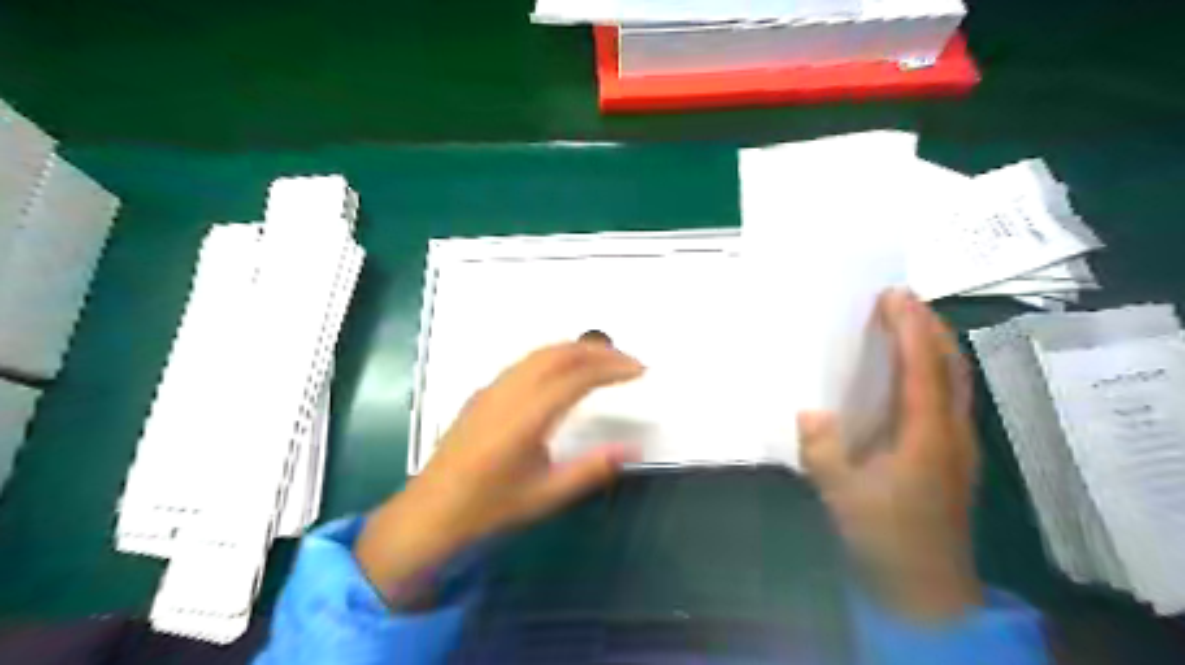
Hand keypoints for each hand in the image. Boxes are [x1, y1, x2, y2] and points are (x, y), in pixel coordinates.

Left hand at [357, 344, 643, 608]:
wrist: (429, 514)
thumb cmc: (488, 509)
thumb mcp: (546, 495)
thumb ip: (591, 469)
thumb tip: (633, 449)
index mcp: (526, 417)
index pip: (577, 377)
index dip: (612, 368)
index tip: (640, 370)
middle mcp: (509, 392)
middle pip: (559, 353)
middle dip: (598, 350)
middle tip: (628, 361)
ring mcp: (492, 389)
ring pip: (540, 353)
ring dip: (576, 349)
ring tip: (604, 361)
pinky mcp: (483, 393)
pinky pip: (525, 362)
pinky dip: (554, 357)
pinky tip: (564, 373)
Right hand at [801, 292, 987, 622]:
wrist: (926, 588)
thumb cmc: (883, 539)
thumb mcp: (841, 498)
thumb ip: (824, 453)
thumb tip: (809, 410)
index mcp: (926, 437)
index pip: (922, 370)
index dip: (910, 330)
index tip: (894, 296)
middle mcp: (951, 432)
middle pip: (951, 366)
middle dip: (930, 326)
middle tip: (901, 298)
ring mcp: (958, 443)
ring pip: (957, 379)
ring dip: (936, 343)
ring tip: (909, 320)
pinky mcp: (954, 453)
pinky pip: (951, 394)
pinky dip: (937, 367)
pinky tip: (914, 369)